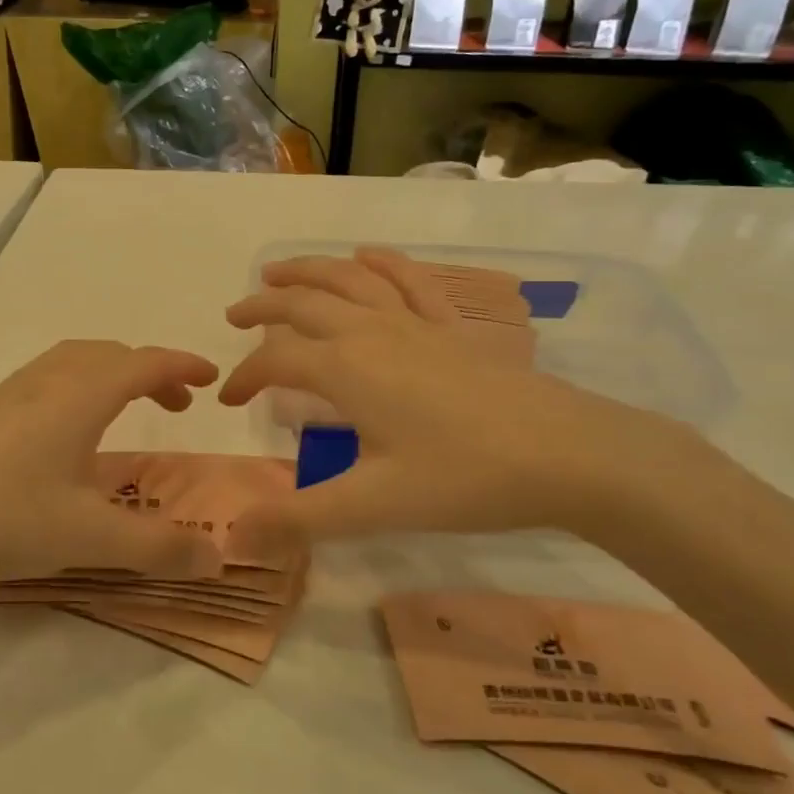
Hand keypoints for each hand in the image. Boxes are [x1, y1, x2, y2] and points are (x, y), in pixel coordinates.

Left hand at [0, 340, 225, 587]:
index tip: (212, 379)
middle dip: (152, 372)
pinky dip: (81, 388)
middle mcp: (48, 381)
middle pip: (111, 355)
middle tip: (177, 405)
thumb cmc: (1, 518)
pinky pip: (49, 379)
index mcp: (80, 396)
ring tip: (128, 413)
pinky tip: (69, 436)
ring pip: (76, 362)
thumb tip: (219, 558)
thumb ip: (157, 548)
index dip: (182, 366)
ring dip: (113, 376)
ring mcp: (11, 394)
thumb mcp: (88, 539)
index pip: (145, 364)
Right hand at [218, 249, 703, 542]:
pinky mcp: (452, 328)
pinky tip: (368, 256)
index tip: (226, 401)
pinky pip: (410, 281)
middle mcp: (372, 331)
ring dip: (309, 271)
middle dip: (263, 307)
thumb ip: (300, 519)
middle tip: (235, 316)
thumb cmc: (465, 478)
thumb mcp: (374, 505)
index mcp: (346, 368)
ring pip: (350, 279)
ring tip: (280, 271)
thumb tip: (234, 538)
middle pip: (304, 304)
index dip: (244, 378)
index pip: (276, 361)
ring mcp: (416, 322)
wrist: (567, 454)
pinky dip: (382, 263)